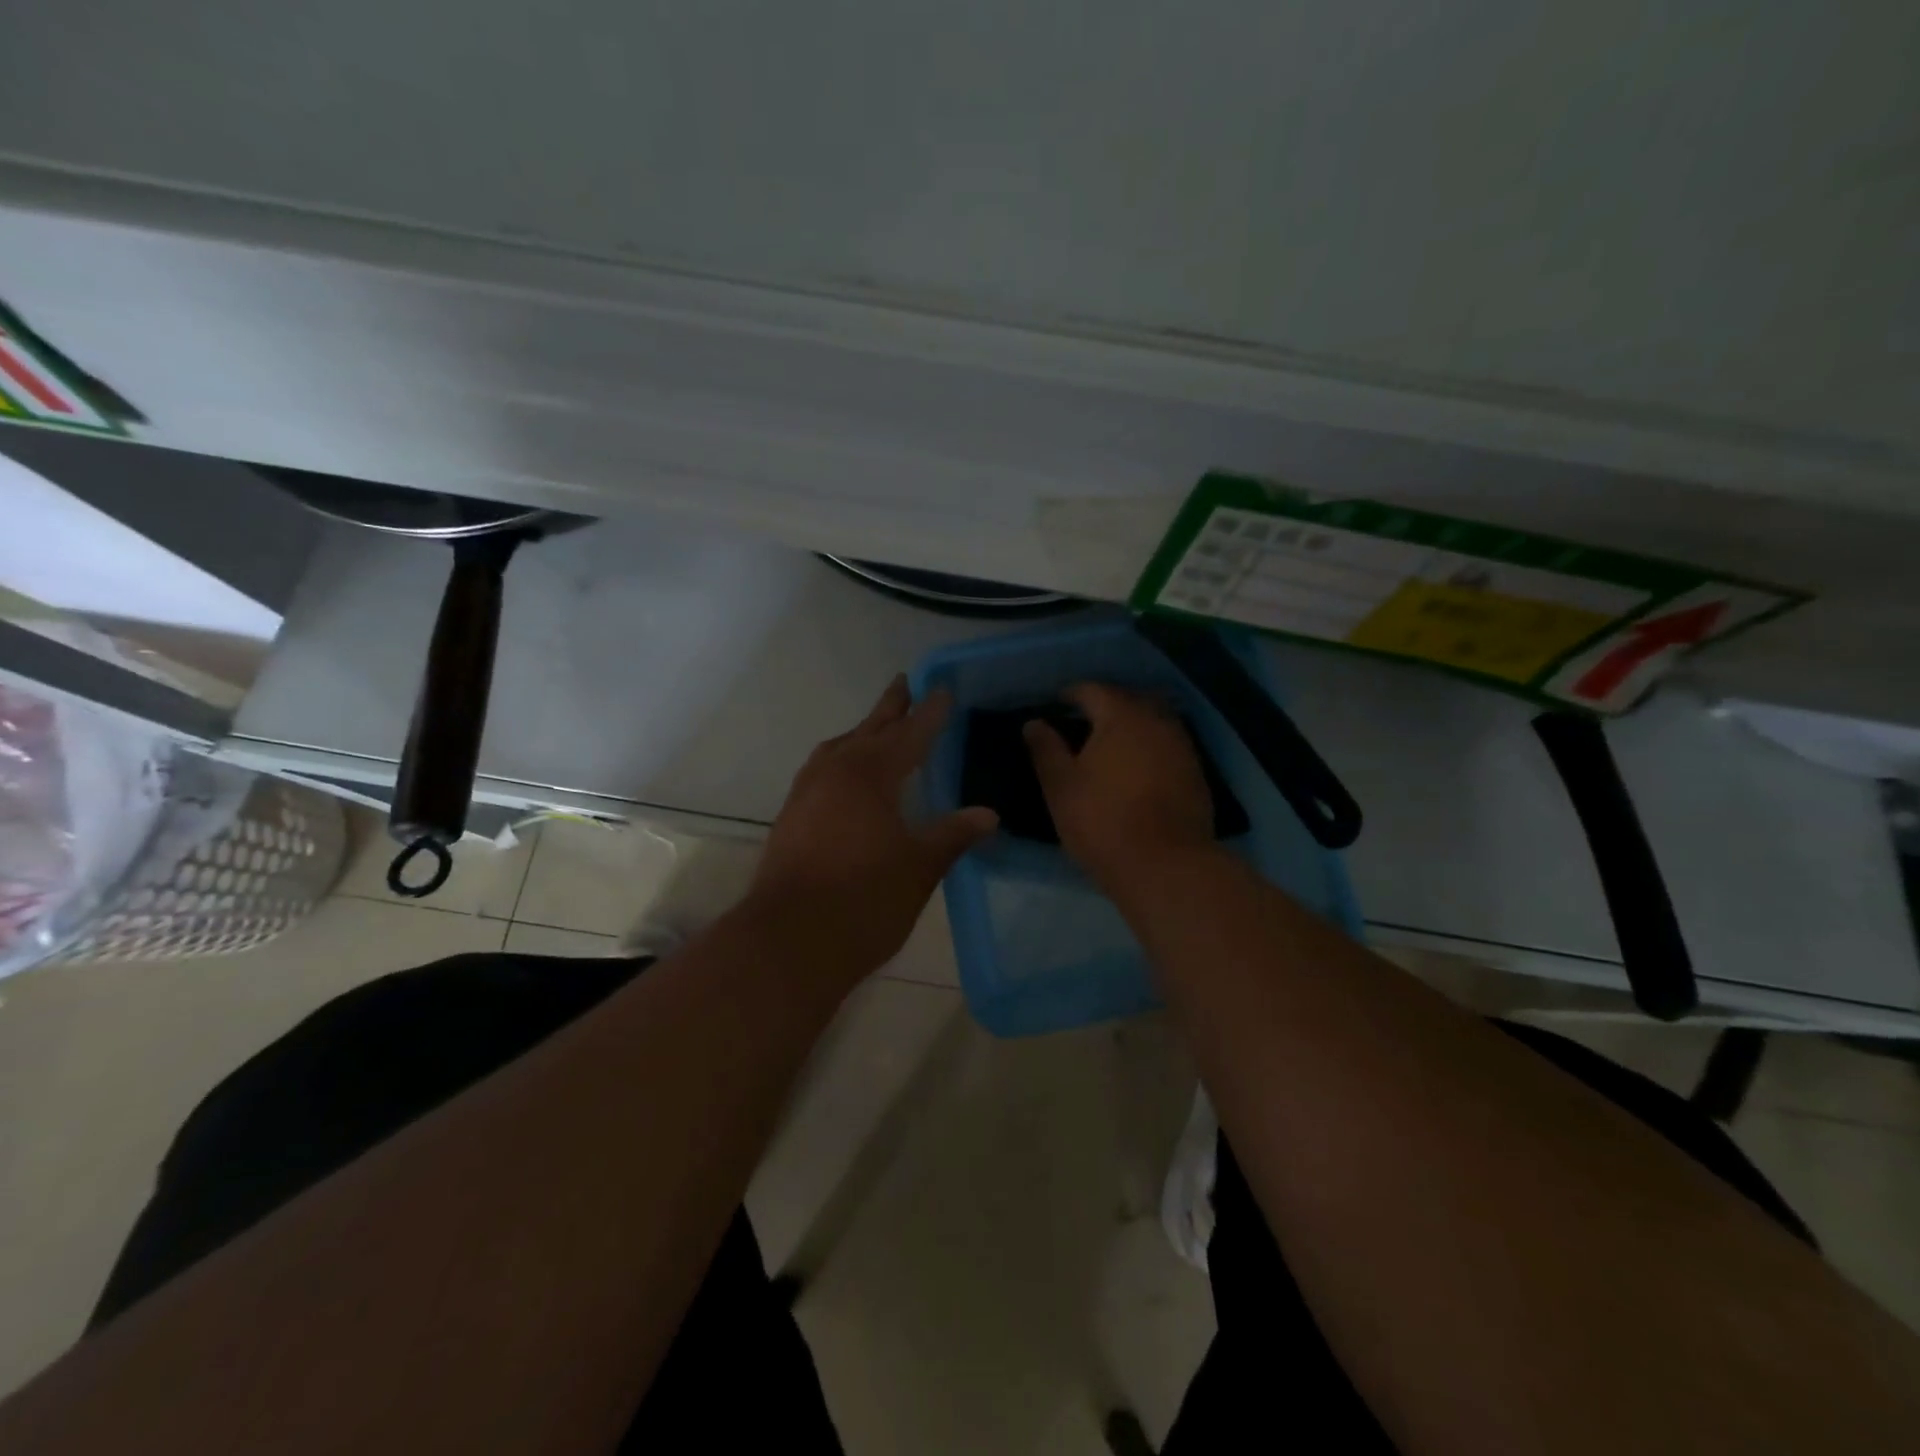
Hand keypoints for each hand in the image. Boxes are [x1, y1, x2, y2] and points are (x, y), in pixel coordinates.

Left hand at [745, 675, 996, 980]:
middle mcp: (835, 771)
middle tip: (906, 683)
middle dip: (892, 708)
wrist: (789, 942)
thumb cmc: (864, 900)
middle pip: (870, 729)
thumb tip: (989, 814)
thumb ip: (953, 834)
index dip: (930, 712)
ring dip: (863, 733)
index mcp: (870, 773)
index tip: (943, 689)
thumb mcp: (920, 867)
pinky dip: (842, 761)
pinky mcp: (791, 816)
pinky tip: (849, 779)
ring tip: (880, 729)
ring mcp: (806, 792)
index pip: (910, 733)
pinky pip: (822, 771)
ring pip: (840, 748)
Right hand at [1024, 683, 1217, 889]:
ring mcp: (1183, 747)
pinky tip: (1137, 769)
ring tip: (1110, 746)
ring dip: (1131, 727)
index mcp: (1122, 716)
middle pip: (1128, 701)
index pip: (1093, 690)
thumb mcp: (1061, 787)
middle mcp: (1157, 721)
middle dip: (1105, 706)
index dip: (1071, 694)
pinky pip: (1168, 747)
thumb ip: (1046, 750)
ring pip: (1153, 723)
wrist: (1166, 866)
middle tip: (1082, 722)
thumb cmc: (1103, 821)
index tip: (1056, 704)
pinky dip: (1150, 749)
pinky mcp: (1197, 774)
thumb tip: (1033, 722)